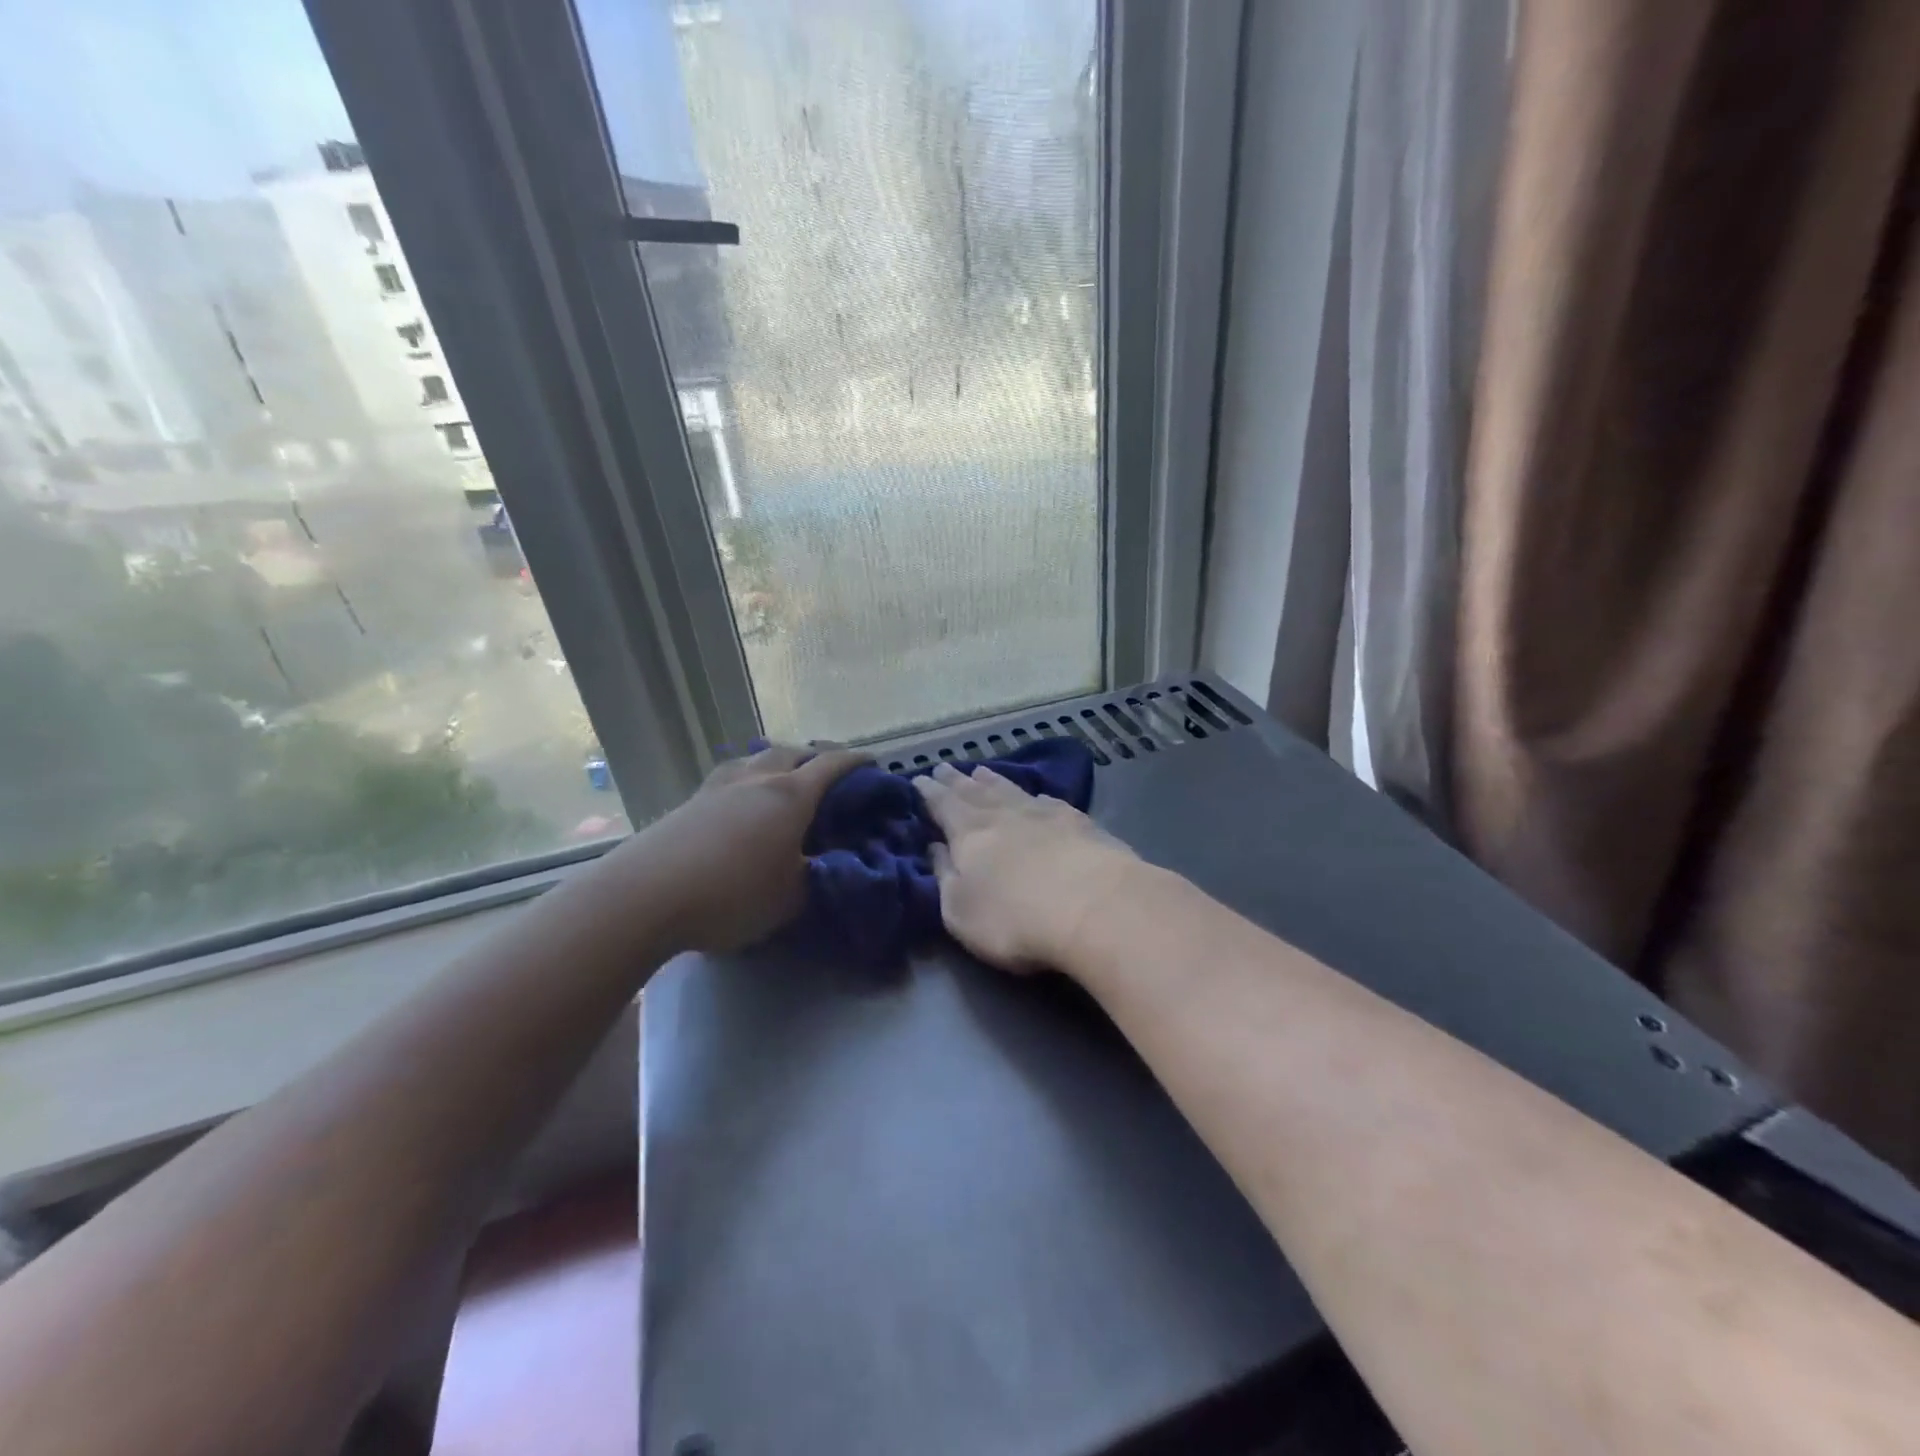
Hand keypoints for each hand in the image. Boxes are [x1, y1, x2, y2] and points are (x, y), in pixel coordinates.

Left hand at [636, 742, 867, 952]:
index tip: (873, 762)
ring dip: (777, 762)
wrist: (646, 895)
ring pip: (756, 759)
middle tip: (828, 773)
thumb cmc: (732, 894)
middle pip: (792, 752)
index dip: (856, 761)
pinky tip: (742, 801)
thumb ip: (816, 879)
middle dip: (815, 756)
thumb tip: (826, 867)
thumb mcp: (790, 898)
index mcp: (790, 795)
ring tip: (783, 779)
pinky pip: (730, 778)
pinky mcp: (690, 801)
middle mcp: (756, 779)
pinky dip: (748, 780)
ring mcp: (718, 786)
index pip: (832, 766)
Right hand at [914, 762, 1138, 972]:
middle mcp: (1004, 814)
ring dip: (993, 781)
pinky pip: (1048, 801)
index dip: (929, 792)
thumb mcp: (960, 910)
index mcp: (969, 832)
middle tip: (945, 766)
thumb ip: (944, 876)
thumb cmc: (1014, 918)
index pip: (943, 805)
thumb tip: (935, 847)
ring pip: (1011, 789)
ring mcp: (1045, 814)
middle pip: (975, 791)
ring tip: (981, 771)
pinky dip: (1034, 795)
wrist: (1096, 906)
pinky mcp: (1081, 823)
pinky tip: (1036, 796)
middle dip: (957, 780)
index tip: (918, 779)